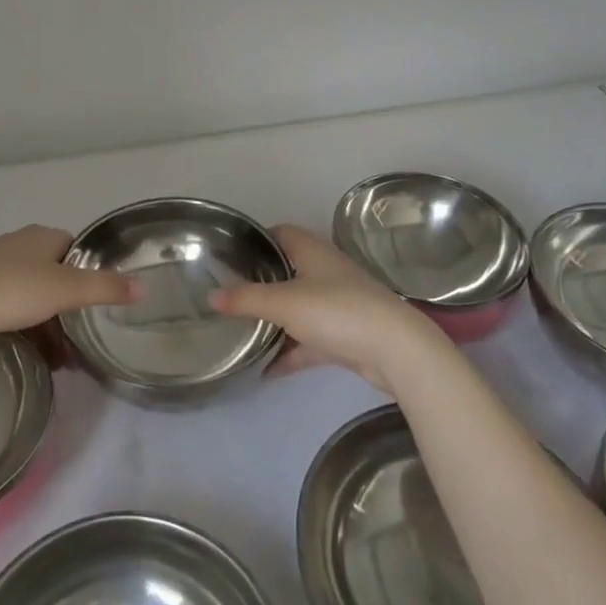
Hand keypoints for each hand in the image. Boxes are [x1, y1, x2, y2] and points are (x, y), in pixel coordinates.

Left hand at [0, 225, 137, 344]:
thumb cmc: (9, 289)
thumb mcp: (64, 290)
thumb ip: (104, 288)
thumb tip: (144, 285)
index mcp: (43, 237)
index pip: (75, 249)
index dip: (88, 274)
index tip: (95, 305)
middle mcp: (17, 243)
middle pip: (52, 273)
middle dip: (65, 306)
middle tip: (76, 341)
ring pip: (26, 291)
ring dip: (41, 320)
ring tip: (51, 357)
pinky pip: (2, 303)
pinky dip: (15, 323)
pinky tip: (17, 347)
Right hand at [208, 225, 445, 393]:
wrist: (394, 349)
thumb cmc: (336, 311)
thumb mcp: (283, 303)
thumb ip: (245, 299)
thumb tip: (210, 296)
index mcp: (312, 251)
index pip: (281, 233)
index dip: (258, 239)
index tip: (232, 254)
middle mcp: (326, 271)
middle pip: (289, 270)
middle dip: (262, 282)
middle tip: (231, 295)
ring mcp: (339, 303)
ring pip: (299, 307)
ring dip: (277, 320)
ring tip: (244, 332)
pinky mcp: (346, 334)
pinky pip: (311, 340)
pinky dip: (292, 352)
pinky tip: (267, 371)